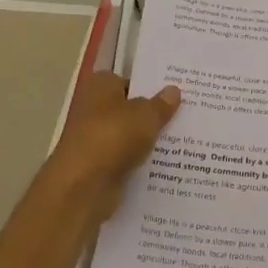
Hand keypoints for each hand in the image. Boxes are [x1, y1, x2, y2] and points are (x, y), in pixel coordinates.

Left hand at [42, 72, 180, 217]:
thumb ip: (160, 104)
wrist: (82, 187)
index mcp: (100, 86)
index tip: (174, 93)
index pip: (126, 80)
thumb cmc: (112, 136)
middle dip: (151, 114)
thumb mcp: (146, 115)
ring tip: (185, 141)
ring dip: (148, 140)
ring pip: (129, 137)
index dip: (148, 86)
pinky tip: (168, 165)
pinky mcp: (98, 168)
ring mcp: (94, 140)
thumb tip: (173, 91)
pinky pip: (126, 160)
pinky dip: (141, 163)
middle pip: (128, 109)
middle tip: (185, 115)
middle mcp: (92, 109)